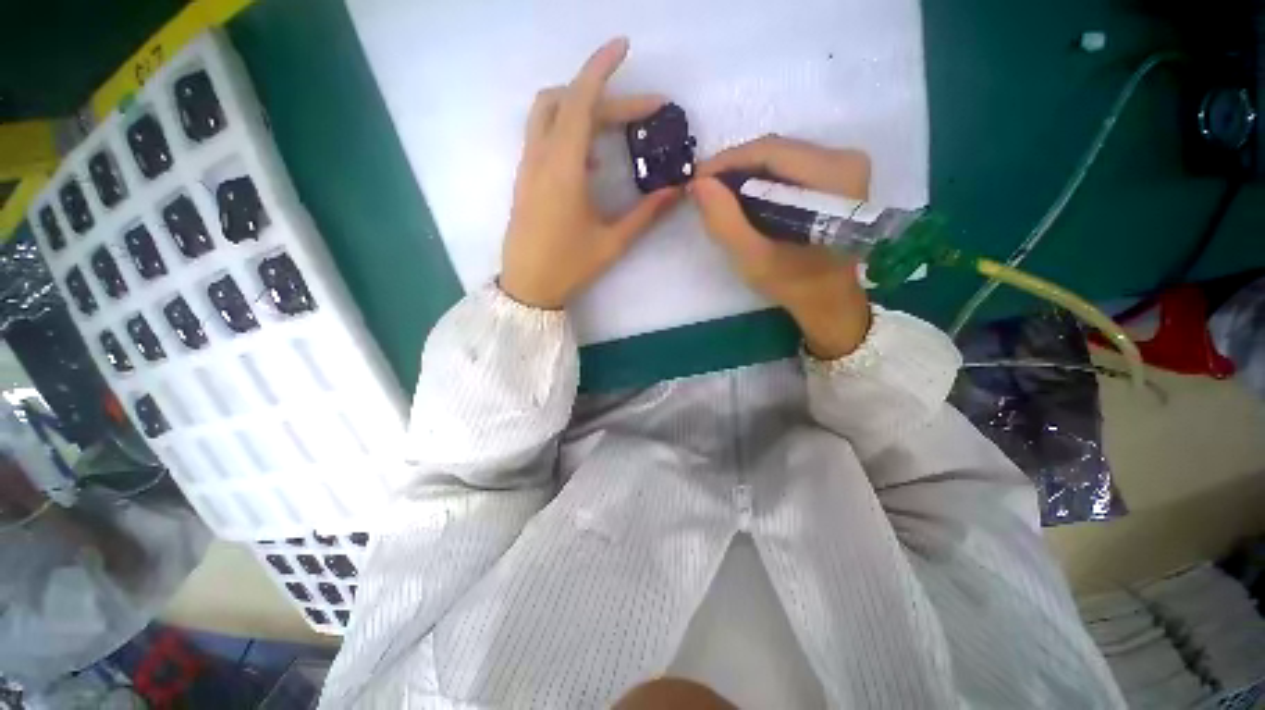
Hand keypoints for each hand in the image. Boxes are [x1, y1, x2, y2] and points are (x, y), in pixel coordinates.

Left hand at [500, 38, 682, 309]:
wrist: (527, 287)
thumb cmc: (569, 267)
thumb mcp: (612, 243)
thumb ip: (646, 214)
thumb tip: (677, 191)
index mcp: (564, 169)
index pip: (582, 101)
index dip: (602, 68)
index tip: (624, 46)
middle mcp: (541, 157)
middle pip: (568, 102)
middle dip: (606, 97)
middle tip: (642, 114)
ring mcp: (529, 166)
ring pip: (549, 113)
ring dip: (581, 108)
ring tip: (615, 132)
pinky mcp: (526, 178)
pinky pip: (543, 137)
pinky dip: (568, 130)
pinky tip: (591, 160)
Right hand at [691, 136, 872, 358]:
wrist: (828, 300)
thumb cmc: (793, 284)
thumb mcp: (753, 258)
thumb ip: (724, 221)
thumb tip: (699, 183)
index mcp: (833, 176)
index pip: (770, 151)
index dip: (727, 161)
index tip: (696, 179)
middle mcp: (845, 159)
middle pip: (776, 150)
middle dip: (734, 168)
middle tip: (704, 190)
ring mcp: (844, 165)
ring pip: (780, 156)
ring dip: (745, 173)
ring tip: (718, 195)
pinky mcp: (838, 175)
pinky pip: (789, 167)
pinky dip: (761, 180)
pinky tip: (742, 198)